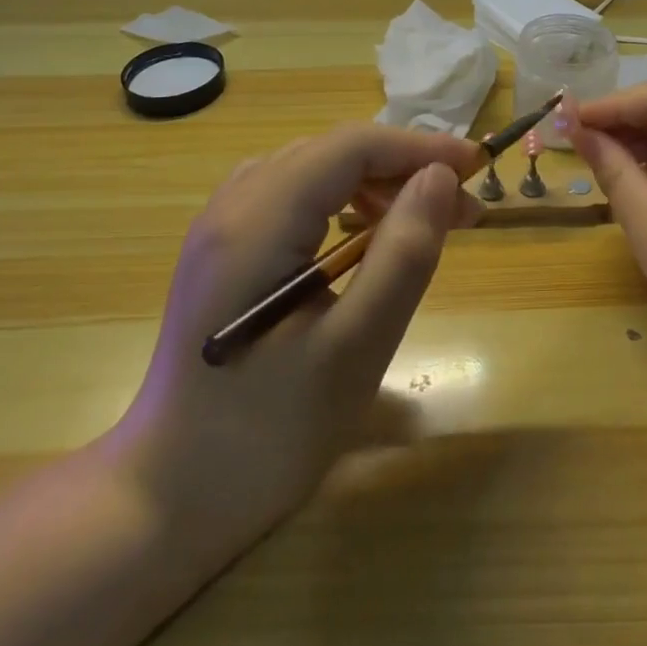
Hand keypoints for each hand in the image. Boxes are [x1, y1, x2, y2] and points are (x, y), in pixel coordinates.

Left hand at [109, 124, 480, 558]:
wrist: (169, 499)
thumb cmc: (267, 432)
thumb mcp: (355, 349)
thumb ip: (402, 255)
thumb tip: (440, 178)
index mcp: (257, 221)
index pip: (350, 147)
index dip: (419, 147)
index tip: (478, 169)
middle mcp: (232, 205)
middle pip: (331, 152)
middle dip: (402, 168)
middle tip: (461, 212)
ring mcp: (221, 226)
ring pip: (312, 170)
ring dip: (374, 184)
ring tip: (420, 223)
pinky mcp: (224, 250)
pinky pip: (292, 196)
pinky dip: (340, 202)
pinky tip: (362, 241)